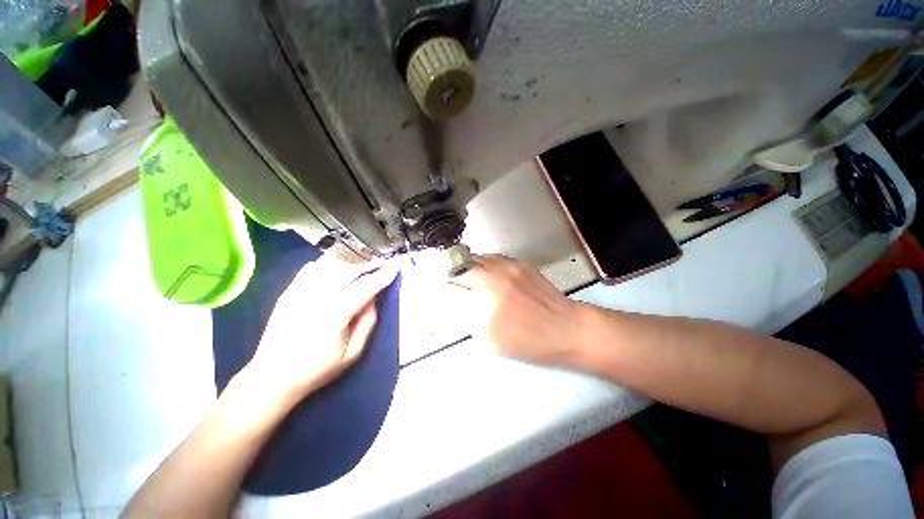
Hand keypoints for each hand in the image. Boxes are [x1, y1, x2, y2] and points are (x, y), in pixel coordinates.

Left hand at [243, 255, 397, 401]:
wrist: (273, 376)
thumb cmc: (317, 368)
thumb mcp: (353, 353)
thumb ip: (367, 323)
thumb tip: (373, 299)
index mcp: (336, 314)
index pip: (365, 287)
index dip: (382, 276)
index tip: (395, 267)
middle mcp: (318, 297)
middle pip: (348, 271)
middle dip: (369, 265)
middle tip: (381, 264)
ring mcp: (300, 292)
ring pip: (330, 266)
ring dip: (350, 263)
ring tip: (362, 265)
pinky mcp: (289, 292)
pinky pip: (311, 269)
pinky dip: (327, 264)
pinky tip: (336, 268)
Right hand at [448, 255, 582, 366]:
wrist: (566, 328)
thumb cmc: (530, 342)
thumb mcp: (491, 341)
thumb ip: (468, 320)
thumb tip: (457, 303)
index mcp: (484, 307)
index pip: (451, 288)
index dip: (446, 289)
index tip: (448, 293)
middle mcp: (493, 281)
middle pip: (459, 265)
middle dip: (454, 274)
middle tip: (457, 283)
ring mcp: (507, 268)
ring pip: (475, 257)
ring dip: (469, 267)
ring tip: (473, 278)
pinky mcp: (519, 263)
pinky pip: (492, 258)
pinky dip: (485, 265)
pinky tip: (491, 276)